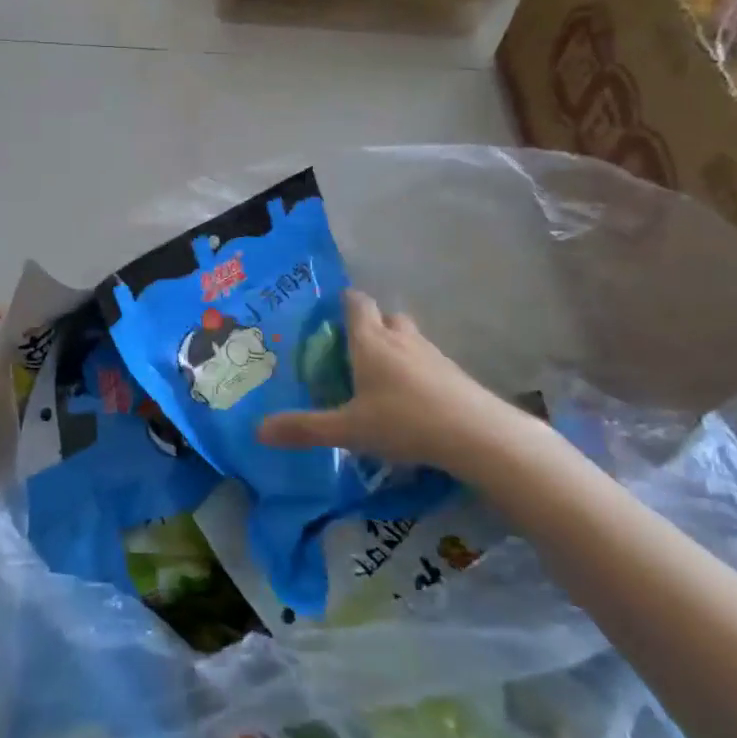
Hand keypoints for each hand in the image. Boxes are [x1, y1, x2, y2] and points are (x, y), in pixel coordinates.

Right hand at [258, 291, 542, 479]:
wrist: (478, 435)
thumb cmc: (404, 421)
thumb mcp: (348, 429)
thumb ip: (305, 428)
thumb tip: (258, 430)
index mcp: (370, 340)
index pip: (356, 302)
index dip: (343, 303)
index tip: (329, 316)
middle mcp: (401, 338)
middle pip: (385, 317)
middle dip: (370, 326)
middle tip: (352, 351)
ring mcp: (433, 354)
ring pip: (409, 338)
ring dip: (395, 348)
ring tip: (379, 378)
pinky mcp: (455, 374)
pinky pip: (428, 362)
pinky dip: (416, 371)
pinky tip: (411, 401)